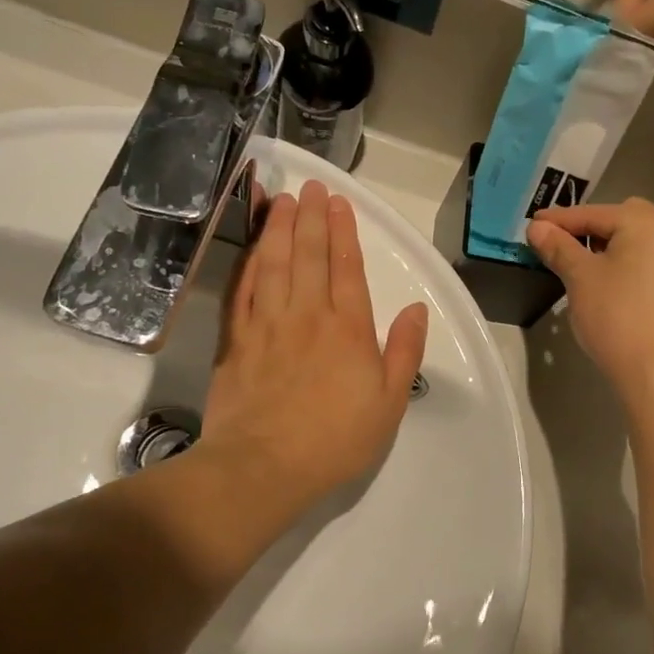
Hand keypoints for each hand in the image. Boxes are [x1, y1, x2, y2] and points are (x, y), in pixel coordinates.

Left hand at [199, 181, 428, 527]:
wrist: (264, 467)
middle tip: (311, 187)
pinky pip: (242, 289)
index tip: (339, 203)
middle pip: (309, 255)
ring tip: (283, 200)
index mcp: (348, 329)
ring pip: (274, 263)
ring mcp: (267, 324)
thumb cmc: (335, 440)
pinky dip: (247, 261)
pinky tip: (252, 245)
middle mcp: (307, 315)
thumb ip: (404, 352)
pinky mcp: (236, 340)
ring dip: (279, 228)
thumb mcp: (389, 403)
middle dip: (312, 218)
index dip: (344, 232)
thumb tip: (417, 310)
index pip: (347, 268)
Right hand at [526, 200, 653, 403]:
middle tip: (558, 245)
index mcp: (649, 220)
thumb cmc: (617, 317)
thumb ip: (558, 247)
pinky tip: (610, 279)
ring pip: (637, 239)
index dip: (559, 220)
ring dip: (609, 245)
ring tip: (581, 262)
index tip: (532, 224)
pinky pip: (650, 257)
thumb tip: (536, 226)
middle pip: (620, 219)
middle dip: (588, 230)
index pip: (594, 214)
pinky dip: (629, 261)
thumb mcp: (580, 278)